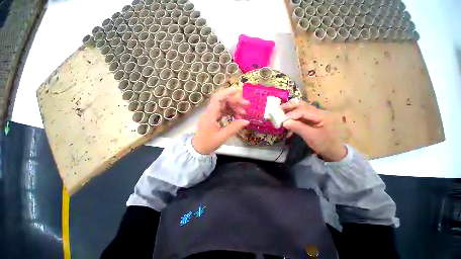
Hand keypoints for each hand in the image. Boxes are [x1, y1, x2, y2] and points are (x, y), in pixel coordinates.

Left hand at [192, 88, 249, 154]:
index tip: (238, 91)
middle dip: (235, 101)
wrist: (198, 148)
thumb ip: (234, 128)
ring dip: (234, 107)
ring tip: (243, 113)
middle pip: (222, 101)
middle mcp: (210, 112)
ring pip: (223, 105)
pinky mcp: (213, 117)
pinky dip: (230, 112)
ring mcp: (211, 114)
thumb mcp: (222, 137)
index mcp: (210, 115)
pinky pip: (223, 111)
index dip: (227, 93)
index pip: (217, 99)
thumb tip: (246, 121)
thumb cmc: (208, 143)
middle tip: (247, 105)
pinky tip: (237, 116)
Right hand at [280, 100, 346, 161]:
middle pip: (301, 105)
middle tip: (278, 110)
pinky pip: (300, 115)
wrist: (333, 150)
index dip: (290, 115)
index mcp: (321, 115)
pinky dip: (293, 117)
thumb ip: (298, 127)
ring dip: (290, 110)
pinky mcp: (311, 119)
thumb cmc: (324, 144)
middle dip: (289, 107)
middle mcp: (318, 111)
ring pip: (300, 108)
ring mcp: (315, 115)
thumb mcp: (311, 136)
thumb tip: (284, 122)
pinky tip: (287, 123)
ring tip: (280, 113)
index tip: (281, 120)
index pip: (302, 111)